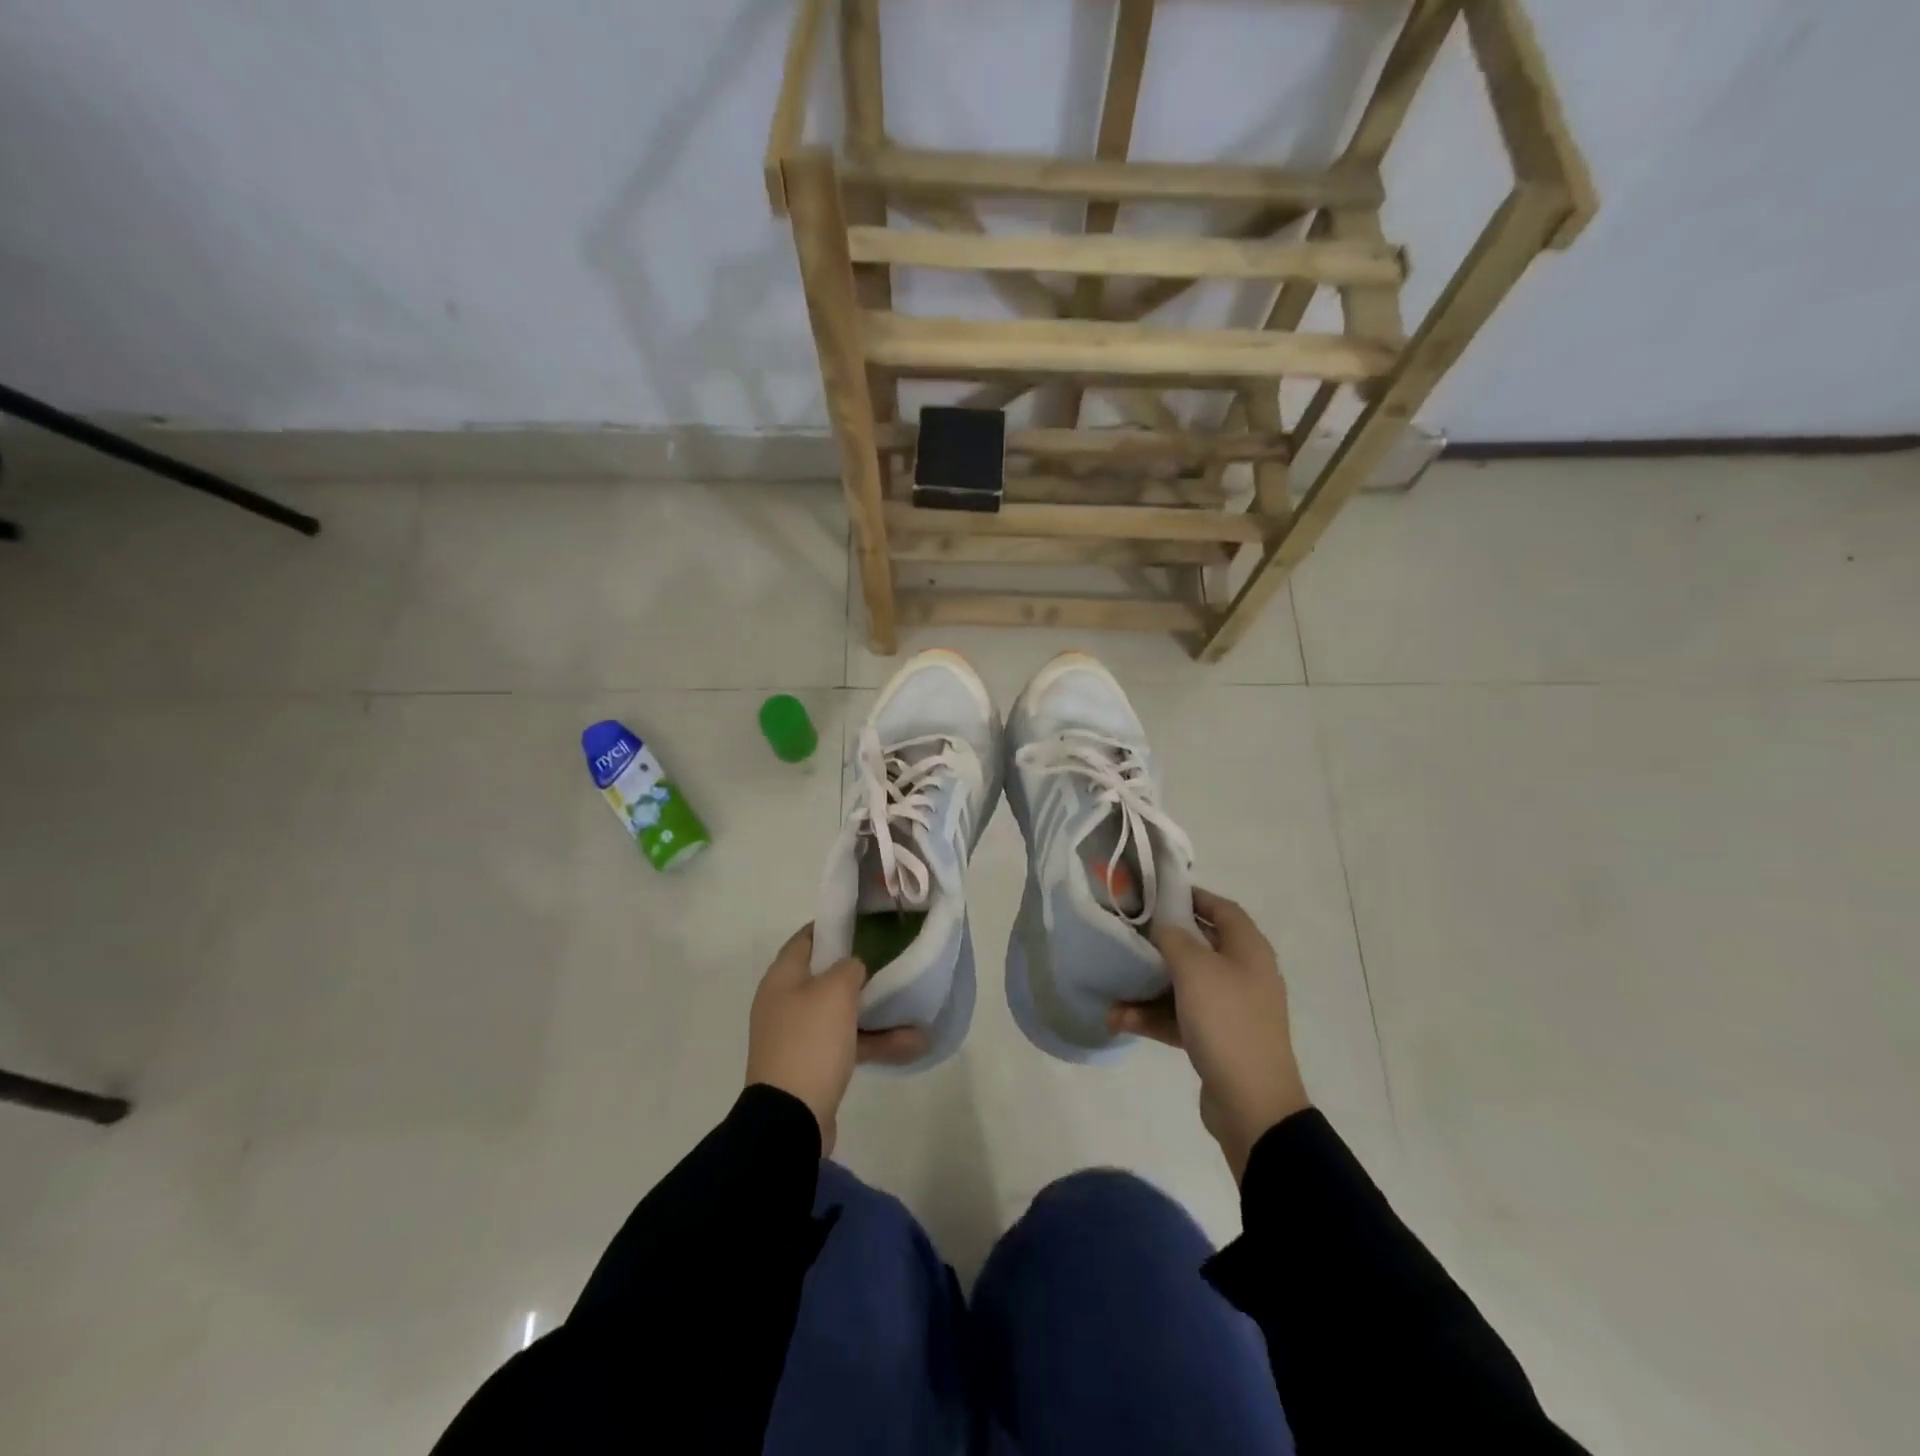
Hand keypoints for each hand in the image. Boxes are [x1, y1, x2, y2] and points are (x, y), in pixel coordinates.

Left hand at [745, 924, 927, 1154]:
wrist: (789, 1118)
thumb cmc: (810, 1042)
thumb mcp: (835, 991)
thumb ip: (848, 967)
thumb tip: (852, 967)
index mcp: (782, 978)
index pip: (807, 938)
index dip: (834, 926)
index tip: (867, 922)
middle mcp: (785, 1002)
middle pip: (825, 975)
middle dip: (860, 969)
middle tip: (891, 959)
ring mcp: (798, 1036)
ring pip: (841, 1012)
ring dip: (876, 1010)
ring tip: (913, 1006)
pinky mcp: (812, 1065)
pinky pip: (847, 1043)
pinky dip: (874, 1040)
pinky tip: (912, 1043)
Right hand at [1108, 887, 1310, 1181]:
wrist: (1252, 1104)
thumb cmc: (1226, 1022)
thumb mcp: (1194, 970)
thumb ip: (1173, 937)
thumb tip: (1163, 923)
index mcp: (1248, 950)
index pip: (1222, 909)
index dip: (1192, 896)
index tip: (1156, 893)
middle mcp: (1243, 974)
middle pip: (1199, 946)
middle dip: (1161, 942)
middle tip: (1128, 934)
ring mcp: (1230, 1009)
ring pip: (1183, 985)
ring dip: (1148, 985)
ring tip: (1114, 986)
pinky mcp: (1217, 1039)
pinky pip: (1180, 1017)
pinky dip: (1153, 1016)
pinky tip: (1120, 1020)